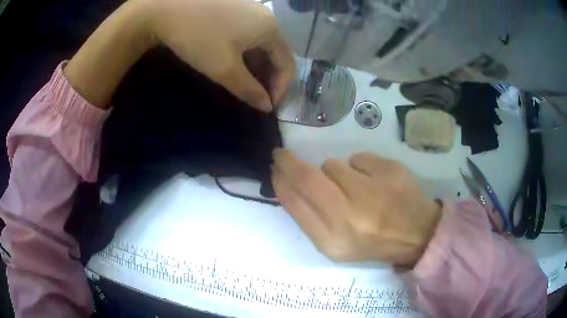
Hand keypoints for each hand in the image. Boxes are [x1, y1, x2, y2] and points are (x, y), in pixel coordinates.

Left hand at [65, 0, 294, 110]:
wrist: (166, 8)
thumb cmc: (198, 37)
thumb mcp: (224, 69)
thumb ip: (249, 90)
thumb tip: (266, 107)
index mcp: (270, 28)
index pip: (286, 63)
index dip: (280, 88)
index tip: (266, 107)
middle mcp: (265, 16)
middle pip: (275, 52)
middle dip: (268, 78)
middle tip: (255, 97)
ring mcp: (249, 10)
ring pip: (260, 44)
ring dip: (256, 66)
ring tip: (244, 84)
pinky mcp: (234, 9)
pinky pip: (248, 34)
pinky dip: (245, 52)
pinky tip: (234, 62)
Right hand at [272, 150, 441, 266]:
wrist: (415, 235)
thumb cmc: (372, 242)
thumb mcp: (334, 244)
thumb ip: (309, 217)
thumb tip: (289, 183)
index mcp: (332, 242)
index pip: (295, 203)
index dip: (280, 182)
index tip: (275, 169)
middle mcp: (350, 218)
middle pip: (308, 177)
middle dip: (288, 162)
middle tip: (282, 155)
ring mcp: (372, 192)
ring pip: (333, 165)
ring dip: (335, 172)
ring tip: (354, 188)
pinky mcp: (390, 172)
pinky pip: (358, 158)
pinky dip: (359, 167)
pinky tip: (374, 182)